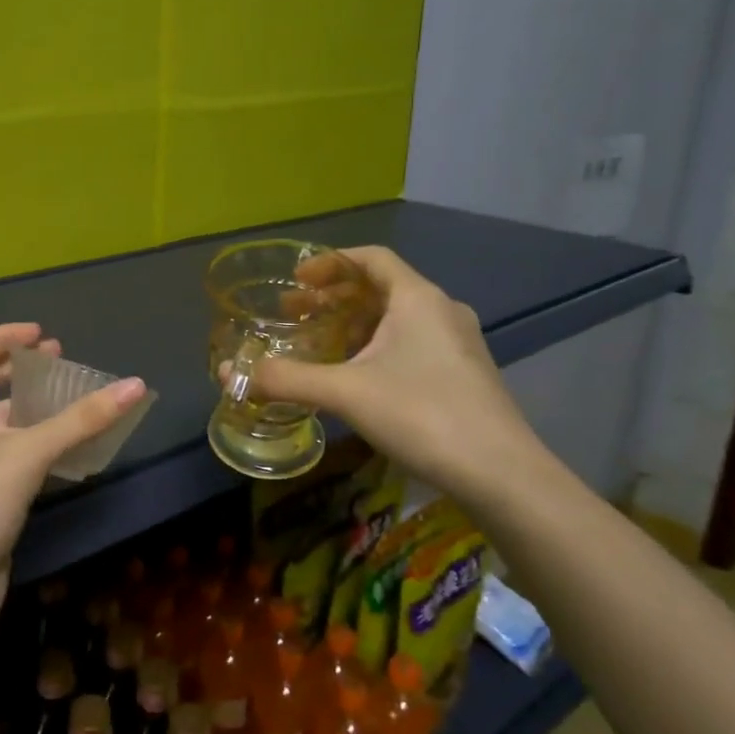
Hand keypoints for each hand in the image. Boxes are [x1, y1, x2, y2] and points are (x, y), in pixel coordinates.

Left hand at [0, 324, 147, 627]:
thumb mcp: (29, 451)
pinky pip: (14, 451)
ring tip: (70, 394)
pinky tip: (69, 441)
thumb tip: (136, 385)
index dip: (2, 336)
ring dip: (33, 404)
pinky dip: (39, 438)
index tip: (41, 334)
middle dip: (20, 368)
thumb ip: (82, 419)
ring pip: (1, 420)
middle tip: (59, 358)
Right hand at [247, 247, 549, 501]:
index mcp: (417, 298)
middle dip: (333, 298)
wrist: (502, 475)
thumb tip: (232, 374)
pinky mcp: (464, 374)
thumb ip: (288, 379)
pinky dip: (376, 346)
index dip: (330, 263)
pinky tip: (356, 377)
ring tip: (319, 344)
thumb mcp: (346, 393)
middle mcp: (441, 310)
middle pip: (380, 287)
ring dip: (353, 324)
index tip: (296, 280)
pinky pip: (411, 343)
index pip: (371, 258)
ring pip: (396, 318)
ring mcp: (458, 344)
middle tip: (294, 313)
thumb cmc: (423, 414)